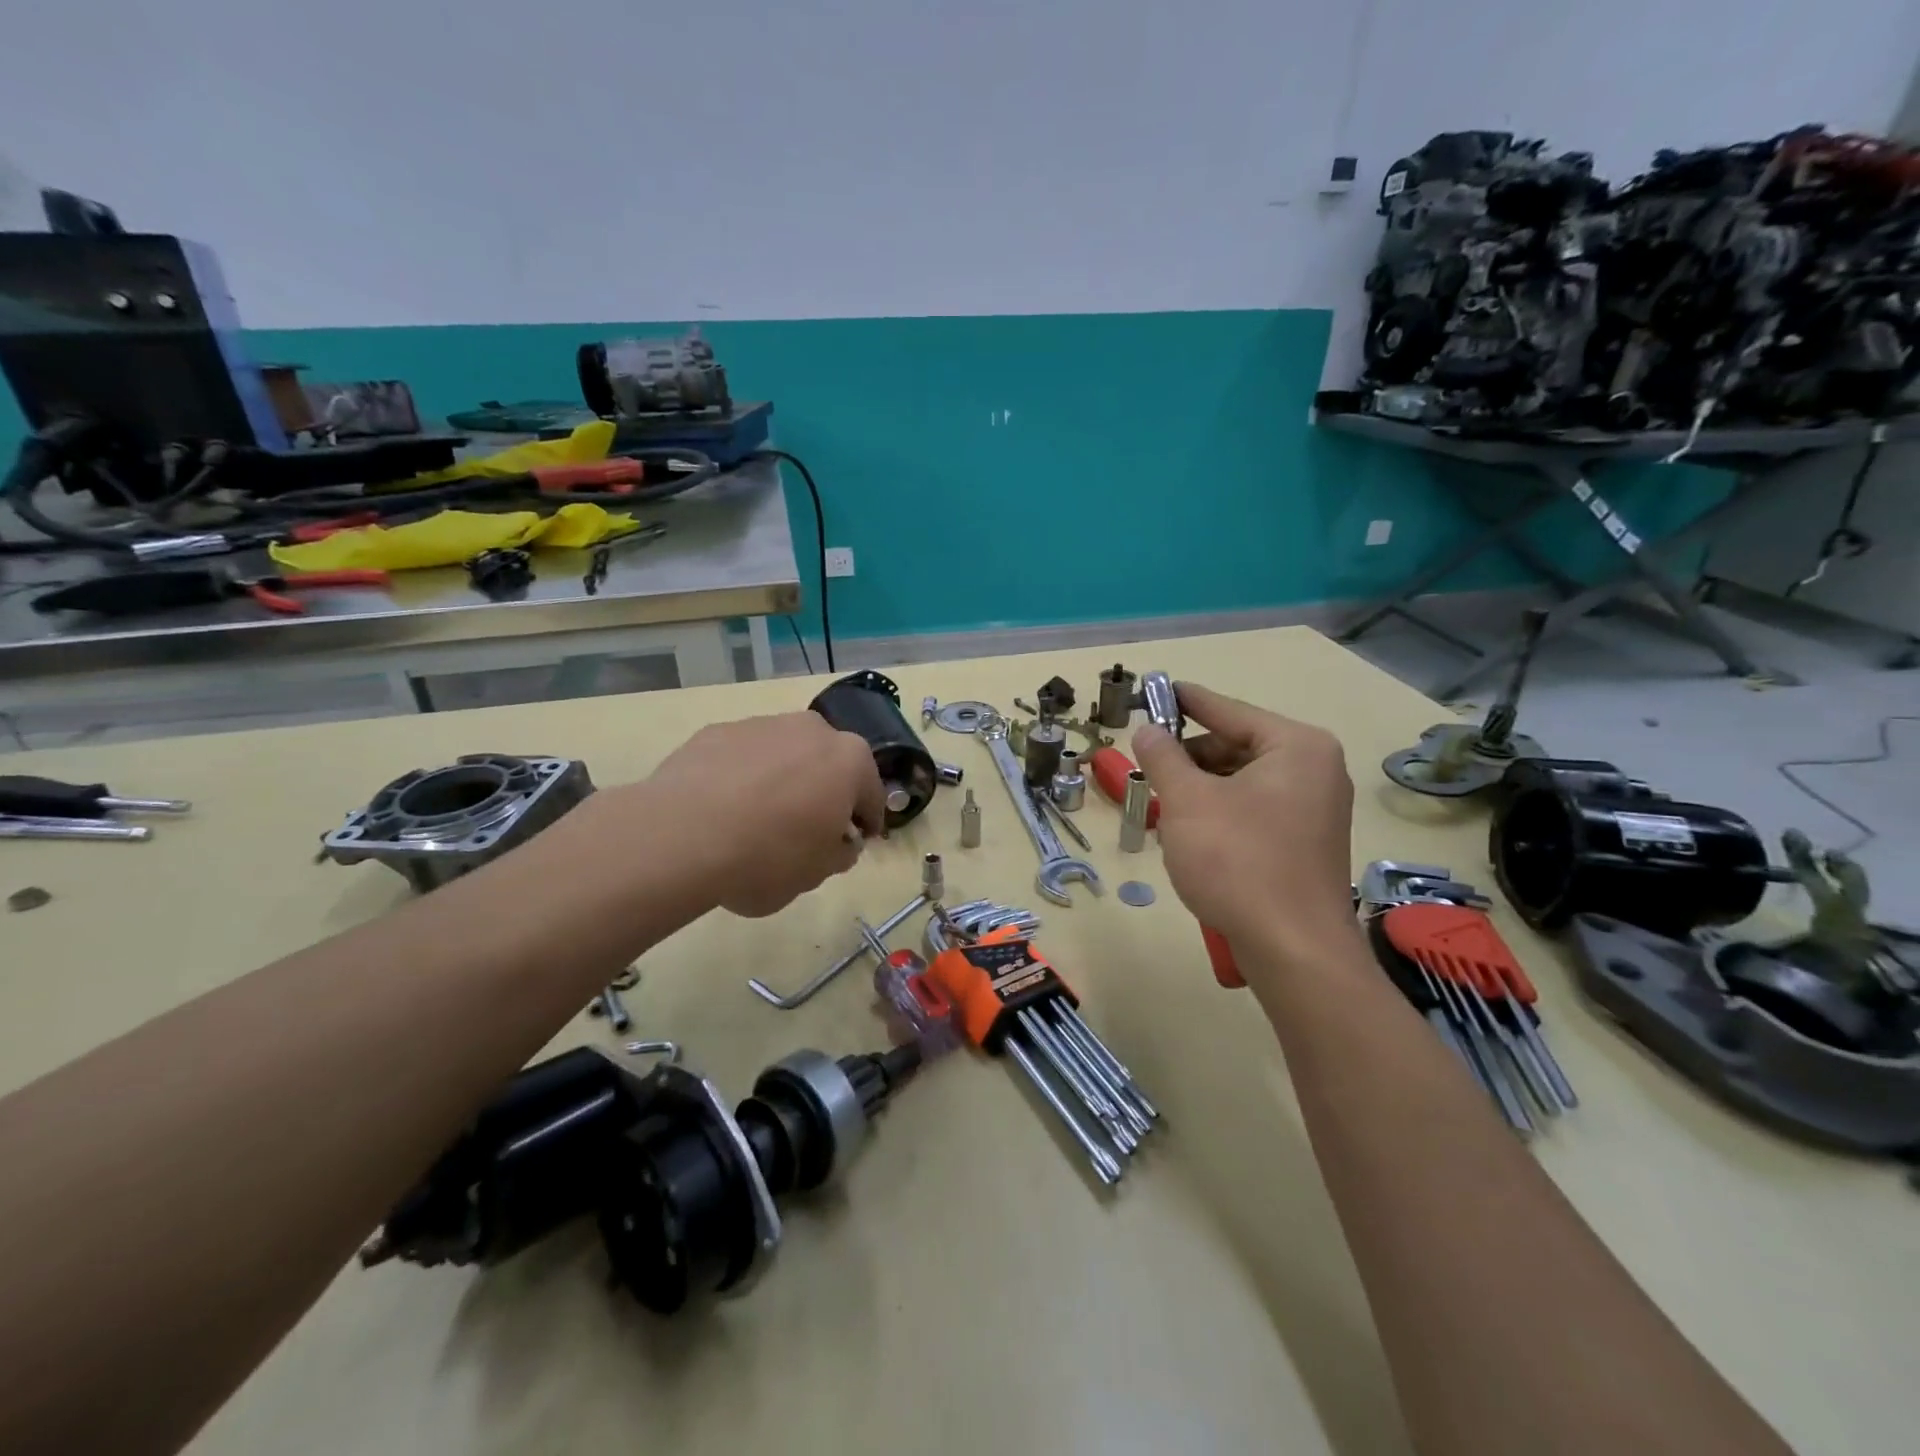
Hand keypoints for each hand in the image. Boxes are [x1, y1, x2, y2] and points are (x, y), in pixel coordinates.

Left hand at [644, 711, 885, 916]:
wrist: (681, 836)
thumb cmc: (769, 856)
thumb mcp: (818, 873)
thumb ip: (839, 853)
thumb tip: (839, 841)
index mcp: (849, 760)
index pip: (871, 796)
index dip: (865, 824)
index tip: (853, 844)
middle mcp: (812, 730)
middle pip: (829, 765)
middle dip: (825, 793)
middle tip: (807, 830)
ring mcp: (762, 725)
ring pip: (785, 756)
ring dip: (783, 781)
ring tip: (757, 821)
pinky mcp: (717, 731)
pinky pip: (743, 758)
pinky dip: (742, 778)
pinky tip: (722, 810)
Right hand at [1131, 683, 1357, 976]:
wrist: (1292, 950)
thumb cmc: (1237, 862)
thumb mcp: (1187, 801)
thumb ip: (1163, 757)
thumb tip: (1148, 730)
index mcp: (1295, 747)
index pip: (1228, 710)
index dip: (1185, 701)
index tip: (1153, 691)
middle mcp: (1314, 769)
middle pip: (1234, 747)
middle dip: (1188, 760)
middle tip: (1147, 772)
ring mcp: (1315, 809)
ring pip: (1240, 783)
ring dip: (1198, 792)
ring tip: (1163, 810)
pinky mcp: (1305, 843)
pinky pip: (1253, 811)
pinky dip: (1219, 815)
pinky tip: (1190, 837)